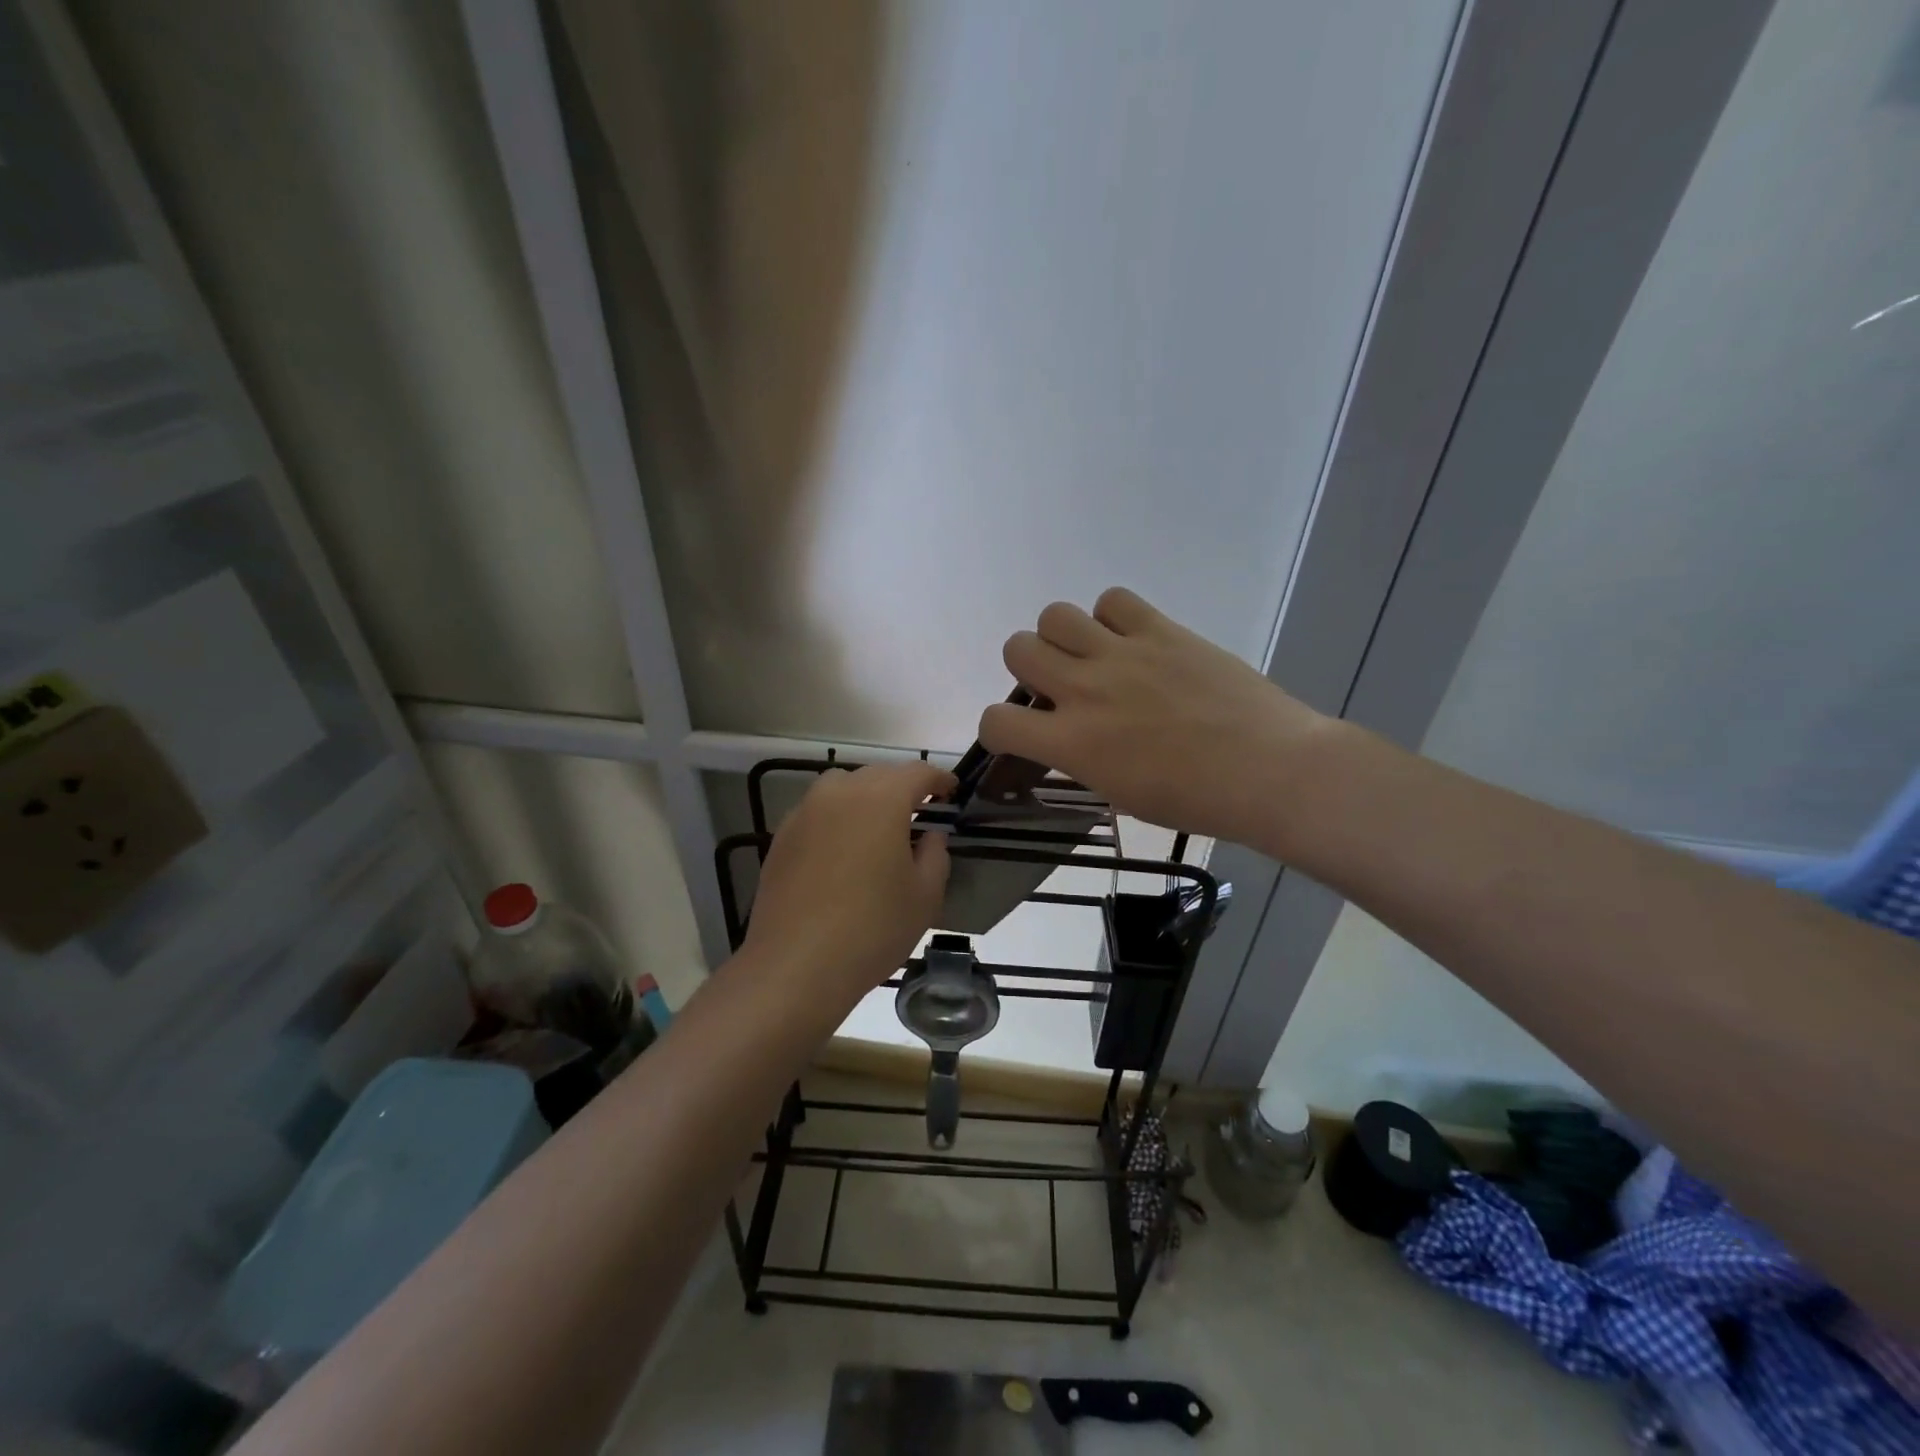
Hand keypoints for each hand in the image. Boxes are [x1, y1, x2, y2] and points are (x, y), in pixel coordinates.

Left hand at [741, 762, 954, 1014]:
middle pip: (878, 775)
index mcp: (881, 799)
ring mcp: (805, 812)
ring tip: (879, 827)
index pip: (917, 773)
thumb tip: (930, 835)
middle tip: (920, 812)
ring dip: (866, 797)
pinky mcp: (782, 837)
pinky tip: (843, 851)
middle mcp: (840, 793)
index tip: (952, 792)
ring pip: (843, 787)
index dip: (939, 780)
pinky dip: (837, 818)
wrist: (796, 965)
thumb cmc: (873, 928)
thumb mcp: (925, 895)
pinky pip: (818, 811)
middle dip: (902, 787)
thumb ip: (935, 854)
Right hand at [980, 587, 1329, 848]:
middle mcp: (1084, 690)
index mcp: (1072, 743)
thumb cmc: (1196, 800)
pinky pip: (1113, 600)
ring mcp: (1122, 654)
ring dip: (1063, 637)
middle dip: (1029, 669)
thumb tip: (1068, 738)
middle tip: (1060, 687)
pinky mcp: (1161, 630)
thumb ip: (1081, 759)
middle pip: (1017, 648)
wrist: (1269, 771)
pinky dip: (1112, 616)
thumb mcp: (1120, 794)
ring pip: (1055, 615)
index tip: (1020, 734)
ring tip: (1093, 656)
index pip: (996, 721)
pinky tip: (1132, 639)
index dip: (999, 728)